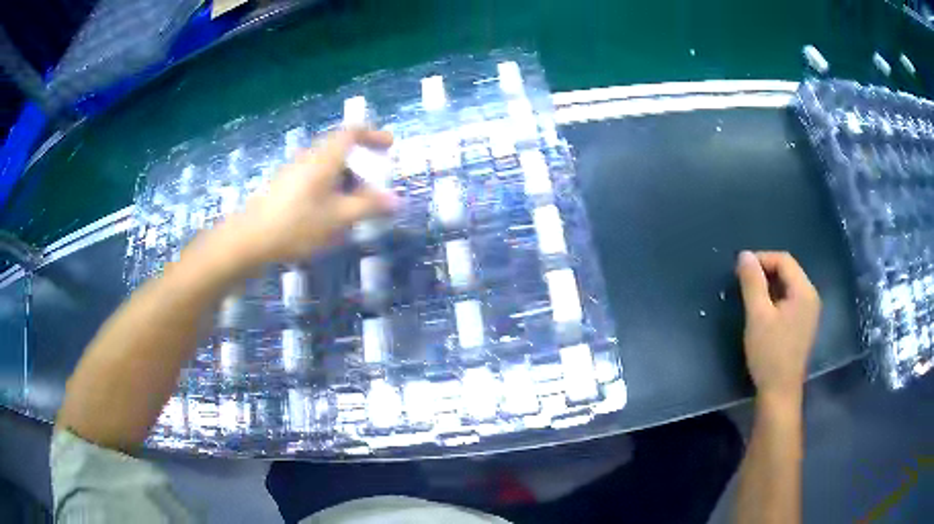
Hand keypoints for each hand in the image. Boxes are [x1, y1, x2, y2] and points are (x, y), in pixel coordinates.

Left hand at [216, 129, 395, 268]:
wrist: (251, 239)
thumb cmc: (298, 223)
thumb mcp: (339, 217)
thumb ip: (369, 206)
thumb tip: (396, 200)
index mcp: (325, 157)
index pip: (352, 132)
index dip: (373, 135)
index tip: (390, 145)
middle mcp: (309, 158)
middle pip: (340, 151)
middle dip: (361, 167)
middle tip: (373, 189)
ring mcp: (294, 172)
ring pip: (327, 168)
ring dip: (345, 182)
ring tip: (353, 209)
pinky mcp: (284, 187)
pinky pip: (315, 180)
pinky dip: (330, 190)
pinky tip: (328, 217)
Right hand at [735, 251, 820, 402]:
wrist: (780, 392)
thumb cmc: (769, 354)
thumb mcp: (757, 316)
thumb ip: (752, 283)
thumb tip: (744, 255)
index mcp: (804, 291)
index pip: (784, 260)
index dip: (761, 258)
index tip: (740, 269)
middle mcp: (811, 296)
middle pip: (788, 271)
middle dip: (765, 271)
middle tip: (743, 282)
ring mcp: (810, 311)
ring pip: (789, 285)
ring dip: (770, 285)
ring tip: (751, 296)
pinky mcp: (805, 324)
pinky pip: (791, 300)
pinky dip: (776, 298)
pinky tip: (764, 311)